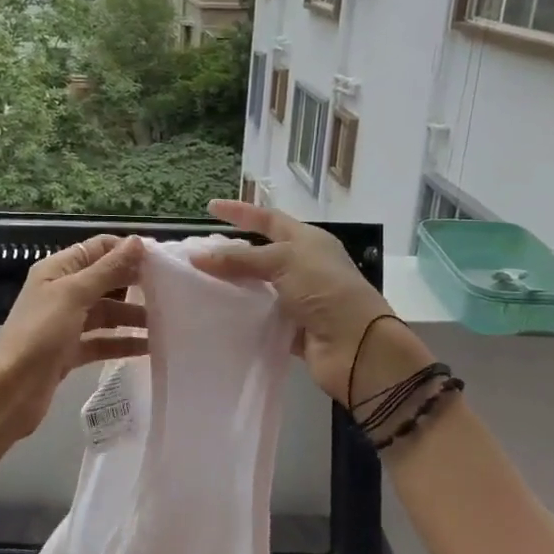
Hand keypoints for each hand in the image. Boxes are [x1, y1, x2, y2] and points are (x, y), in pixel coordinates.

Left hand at [0, 234, 148, 458]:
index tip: (162, 260)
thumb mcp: (75, 295)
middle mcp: (61, 292)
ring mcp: (66, 323)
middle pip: (105, 280)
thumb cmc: (40, 334)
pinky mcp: (70, 352)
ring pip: (106, 313)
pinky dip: (123, 342)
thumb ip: (107, 270)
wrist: (11, 391)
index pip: (98, 249)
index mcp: (57, 270)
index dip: (127, 251)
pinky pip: (102, 341)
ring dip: (133, 316)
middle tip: (172, 290)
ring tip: (167, 322)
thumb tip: (137, 241)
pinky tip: (149, 348)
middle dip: (135, 284)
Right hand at [192, 200, 425, 405]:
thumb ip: (239, 258)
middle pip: (260, 254)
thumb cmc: (325, 290)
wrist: (356, 346)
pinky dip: (242, 316)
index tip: (210, 208)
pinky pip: (260, 317)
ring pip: (258, 287)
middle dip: (231, 253)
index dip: (240, 212)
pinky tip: (216, 315)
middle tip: (197, 254)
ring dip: (233, 286)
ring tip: (198, 284)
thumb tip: (197, 256)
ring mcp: (299, 298)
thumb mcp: (283, 261)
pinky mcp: (292, 329)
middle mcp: (304, 266)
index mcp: (307, 241)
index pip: (267, 219)